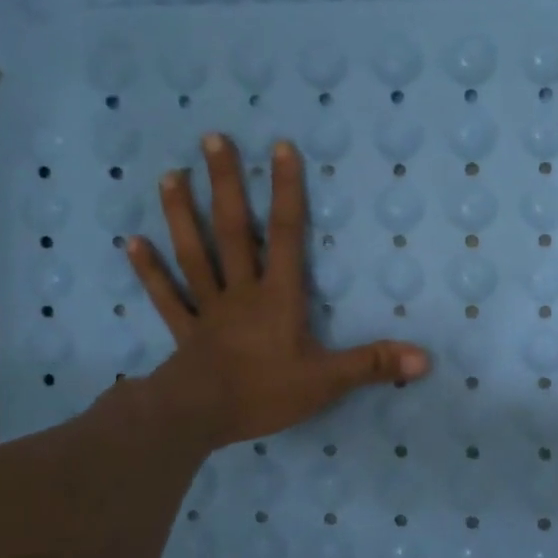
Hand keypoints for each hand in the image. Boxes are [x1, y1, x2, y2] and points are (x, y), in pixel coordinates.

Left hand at [126, 133, 429, 450]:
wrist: (199, 418)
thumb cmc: (264, 394)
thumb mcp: (327, 381)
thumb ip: (373, 364)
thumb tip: (425, 358)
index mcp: (278, 297)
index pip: (287, 235)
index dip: (287, 191)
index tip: (280, 147)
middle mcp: (241, 292)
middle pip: (234, 232)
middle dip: (226, 185)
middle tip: (211, 139)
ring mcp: (208, 309)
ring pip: (194, 254)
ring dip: (181, 215)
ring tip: (169, 175)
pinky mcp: (184, 332)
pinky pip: (166, 297)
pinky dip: (149, 271)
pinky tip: (132, 242)